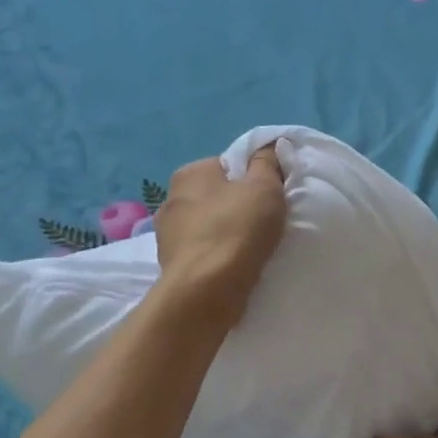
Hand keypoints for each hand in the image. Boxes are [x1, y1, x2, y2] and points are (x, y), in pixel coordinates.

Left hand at [152, 146, 286, 327]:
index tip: (271, 198)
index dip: (253, 179)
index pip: (228, 166)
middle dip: (237, 207)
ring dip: (226, 233)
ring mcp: (166, 234)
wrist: (206, 290)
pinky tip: (234, 266)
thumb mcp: (264, 187)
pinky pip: (202, 252)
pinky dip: (217, 256)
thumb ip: (267, 162)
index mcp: (190, 172)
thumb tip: (267, 147)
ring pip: (208, 225)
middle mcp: (171, 198)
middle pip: (216, 196)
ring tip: (251, 250)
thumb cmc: (237, 230)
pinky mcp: (170, 264)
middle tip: (264, 224)